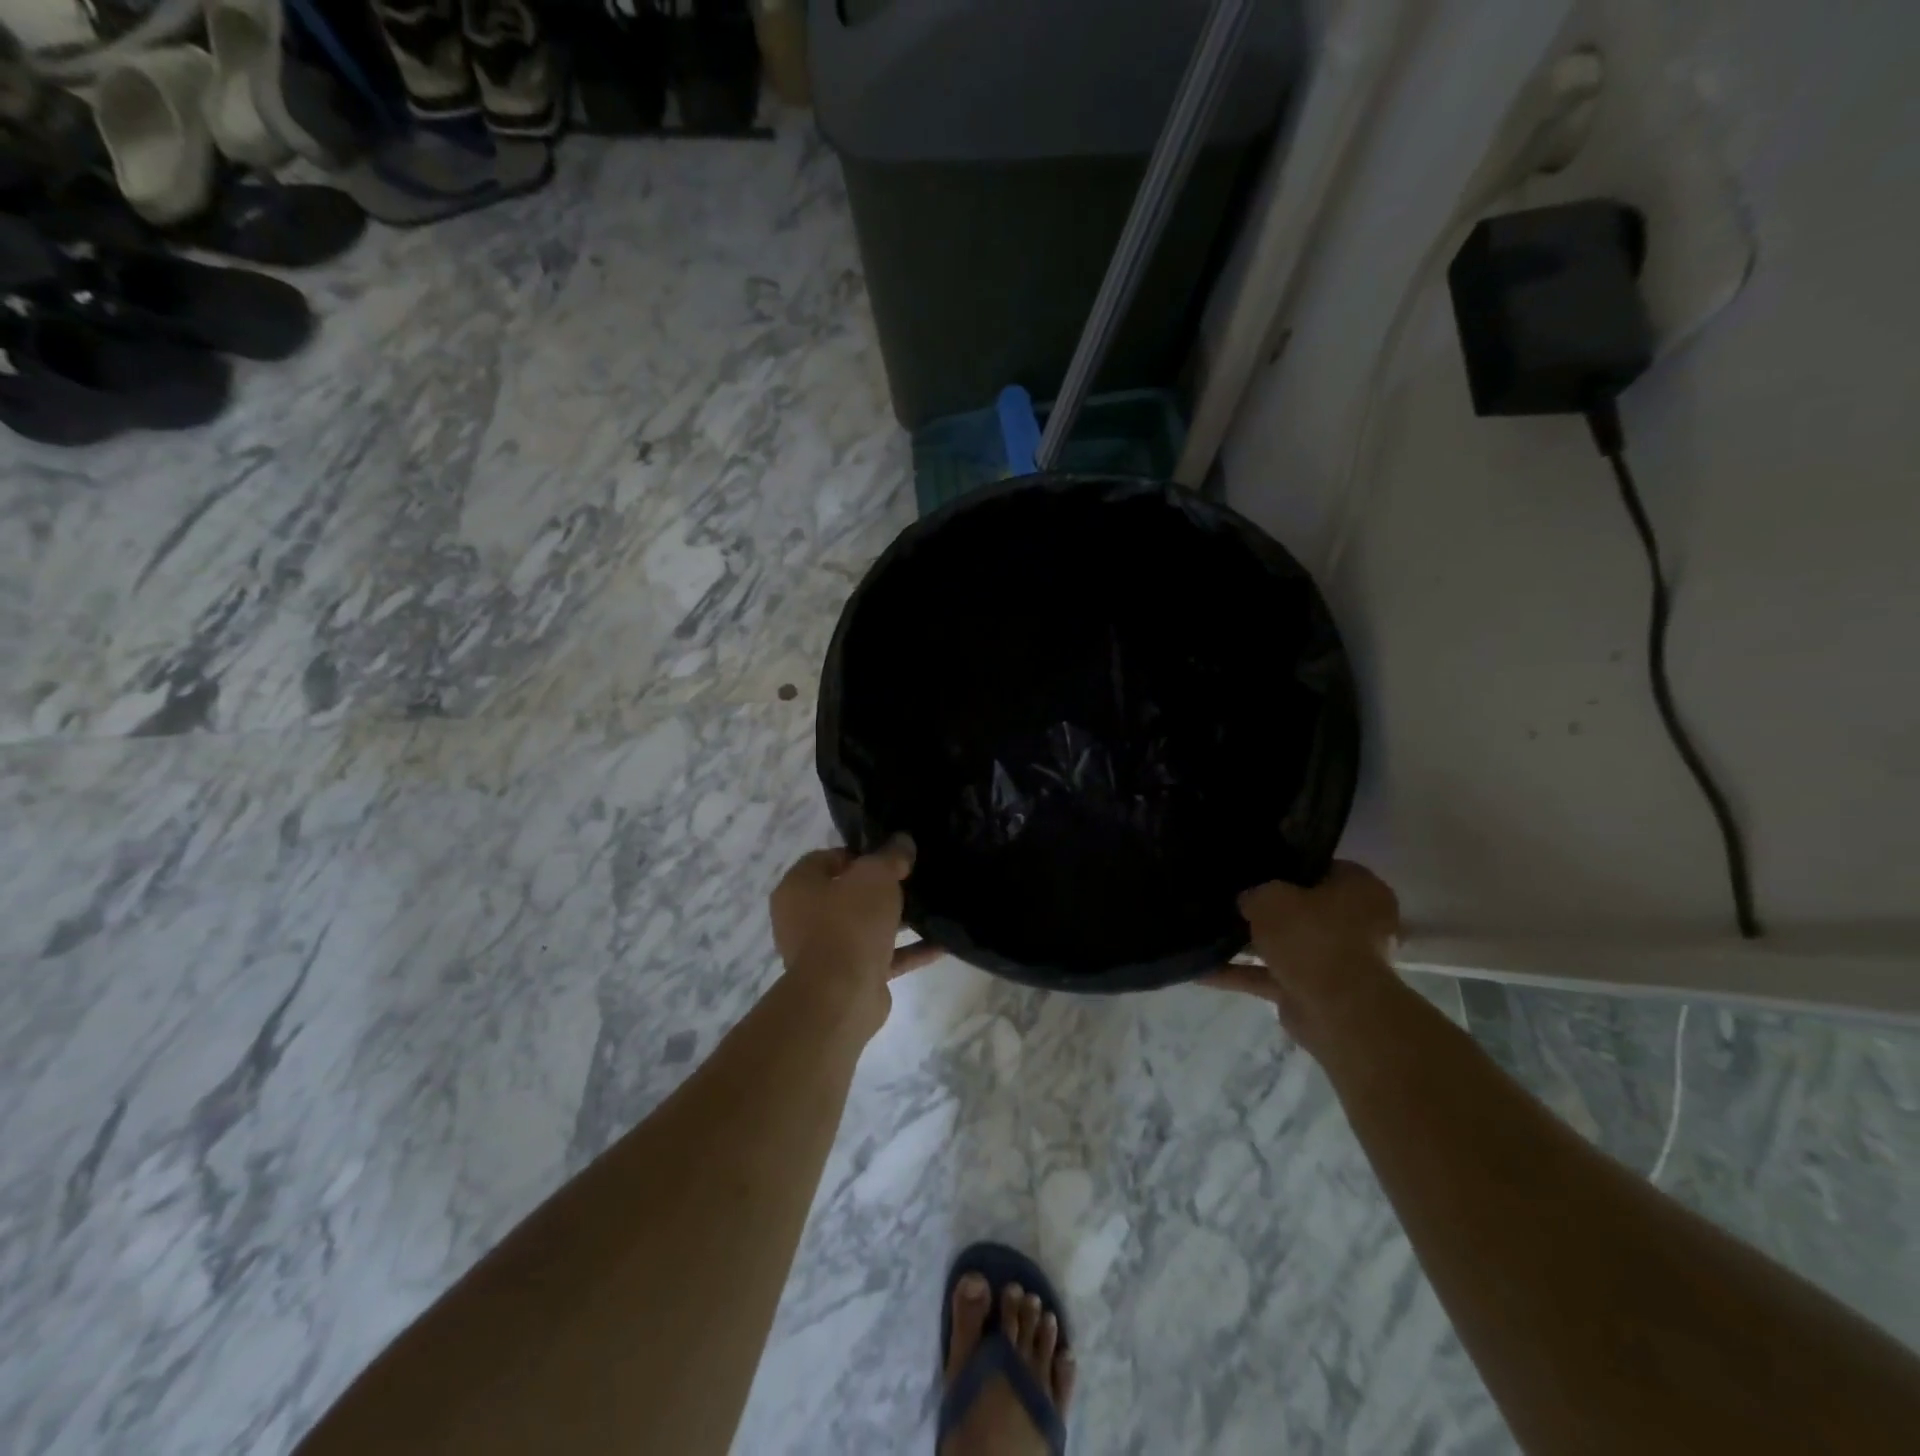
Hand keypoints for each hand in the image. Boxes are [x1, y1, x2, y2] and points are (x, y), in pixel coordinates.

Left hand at [769, 838, 941, 1028]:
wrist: (841, 996)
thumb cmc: (849, 923)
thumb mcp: (875, 876)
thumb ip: (890, 855)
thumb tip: (903, 841)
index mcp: (798, 887)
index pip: (828, 858)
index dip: (861, 854)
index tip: (892, 855)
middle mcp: (804, 918)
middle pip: (848, 894)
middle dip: (882, 888)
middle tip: (914, 878)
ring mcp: (826, 951)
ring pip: (866, 927)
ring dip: (897, 920)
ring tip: (932, 908)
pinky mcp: (850, 978)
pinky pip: (883, 957)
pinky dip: (908, 951)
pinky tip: (941, 944)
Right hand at [1204, 861, 1402, 1056]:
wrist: (1337, 1011)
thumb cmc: (1312, 937)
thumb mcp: (1270, 898)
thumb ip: (1254, 894)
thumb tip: (1247, 901)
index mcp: (1360, 889)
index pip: (1320, 868)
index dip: (1286, 866)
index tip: (1254, 868)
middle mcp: (1355, 924)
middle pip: (1301, 909)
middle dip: (1266, 910)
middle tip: (1229, 899)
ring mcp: (1336, 961)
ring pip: (1285, 945)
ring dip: (1249, 944)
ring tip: (1207, 933)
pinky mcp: (1314, 992)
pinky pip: (1271, 976)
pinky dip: (1241, 974)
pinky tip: (1203, 971)